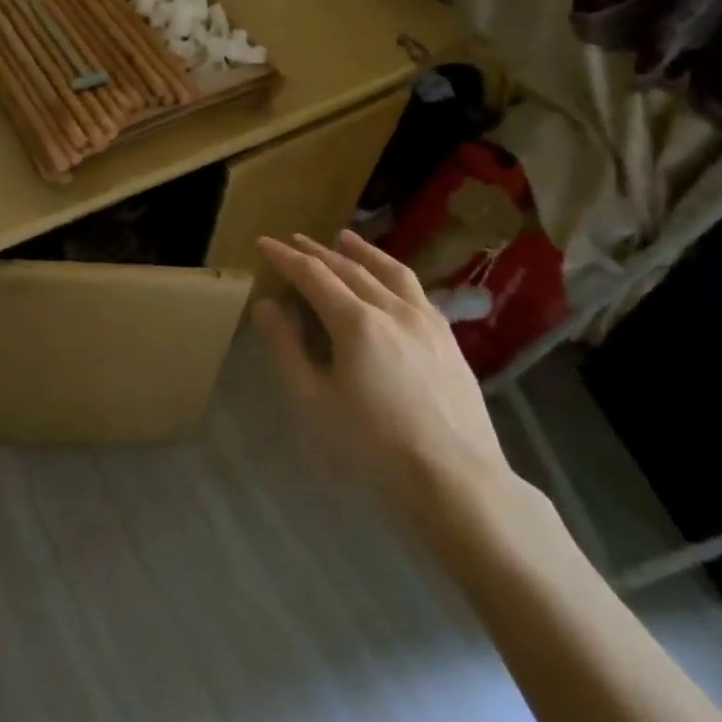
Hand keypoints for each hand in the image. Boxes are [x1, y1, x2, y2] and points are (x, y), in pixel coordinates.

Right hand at [253, 230, 513, 526]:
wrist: (458, 482)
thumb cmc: (374, 446)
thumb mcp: (314, 401)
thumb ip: (286, 348)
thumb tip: (267, 305)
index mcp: (356, 322)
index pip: (312, 275)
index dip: (285, 257)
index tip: (264, 243)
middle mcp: (392, 309)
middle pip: (349, 268)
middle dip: (317, 251)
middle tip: (295, 240)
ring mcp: (426, 322)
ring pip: (389, 271)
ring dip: (361, 252)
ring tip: (345, 238)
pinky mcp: (449, 340)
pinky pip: (417, 291)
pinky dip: (394, 274)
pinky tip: (391, 281)